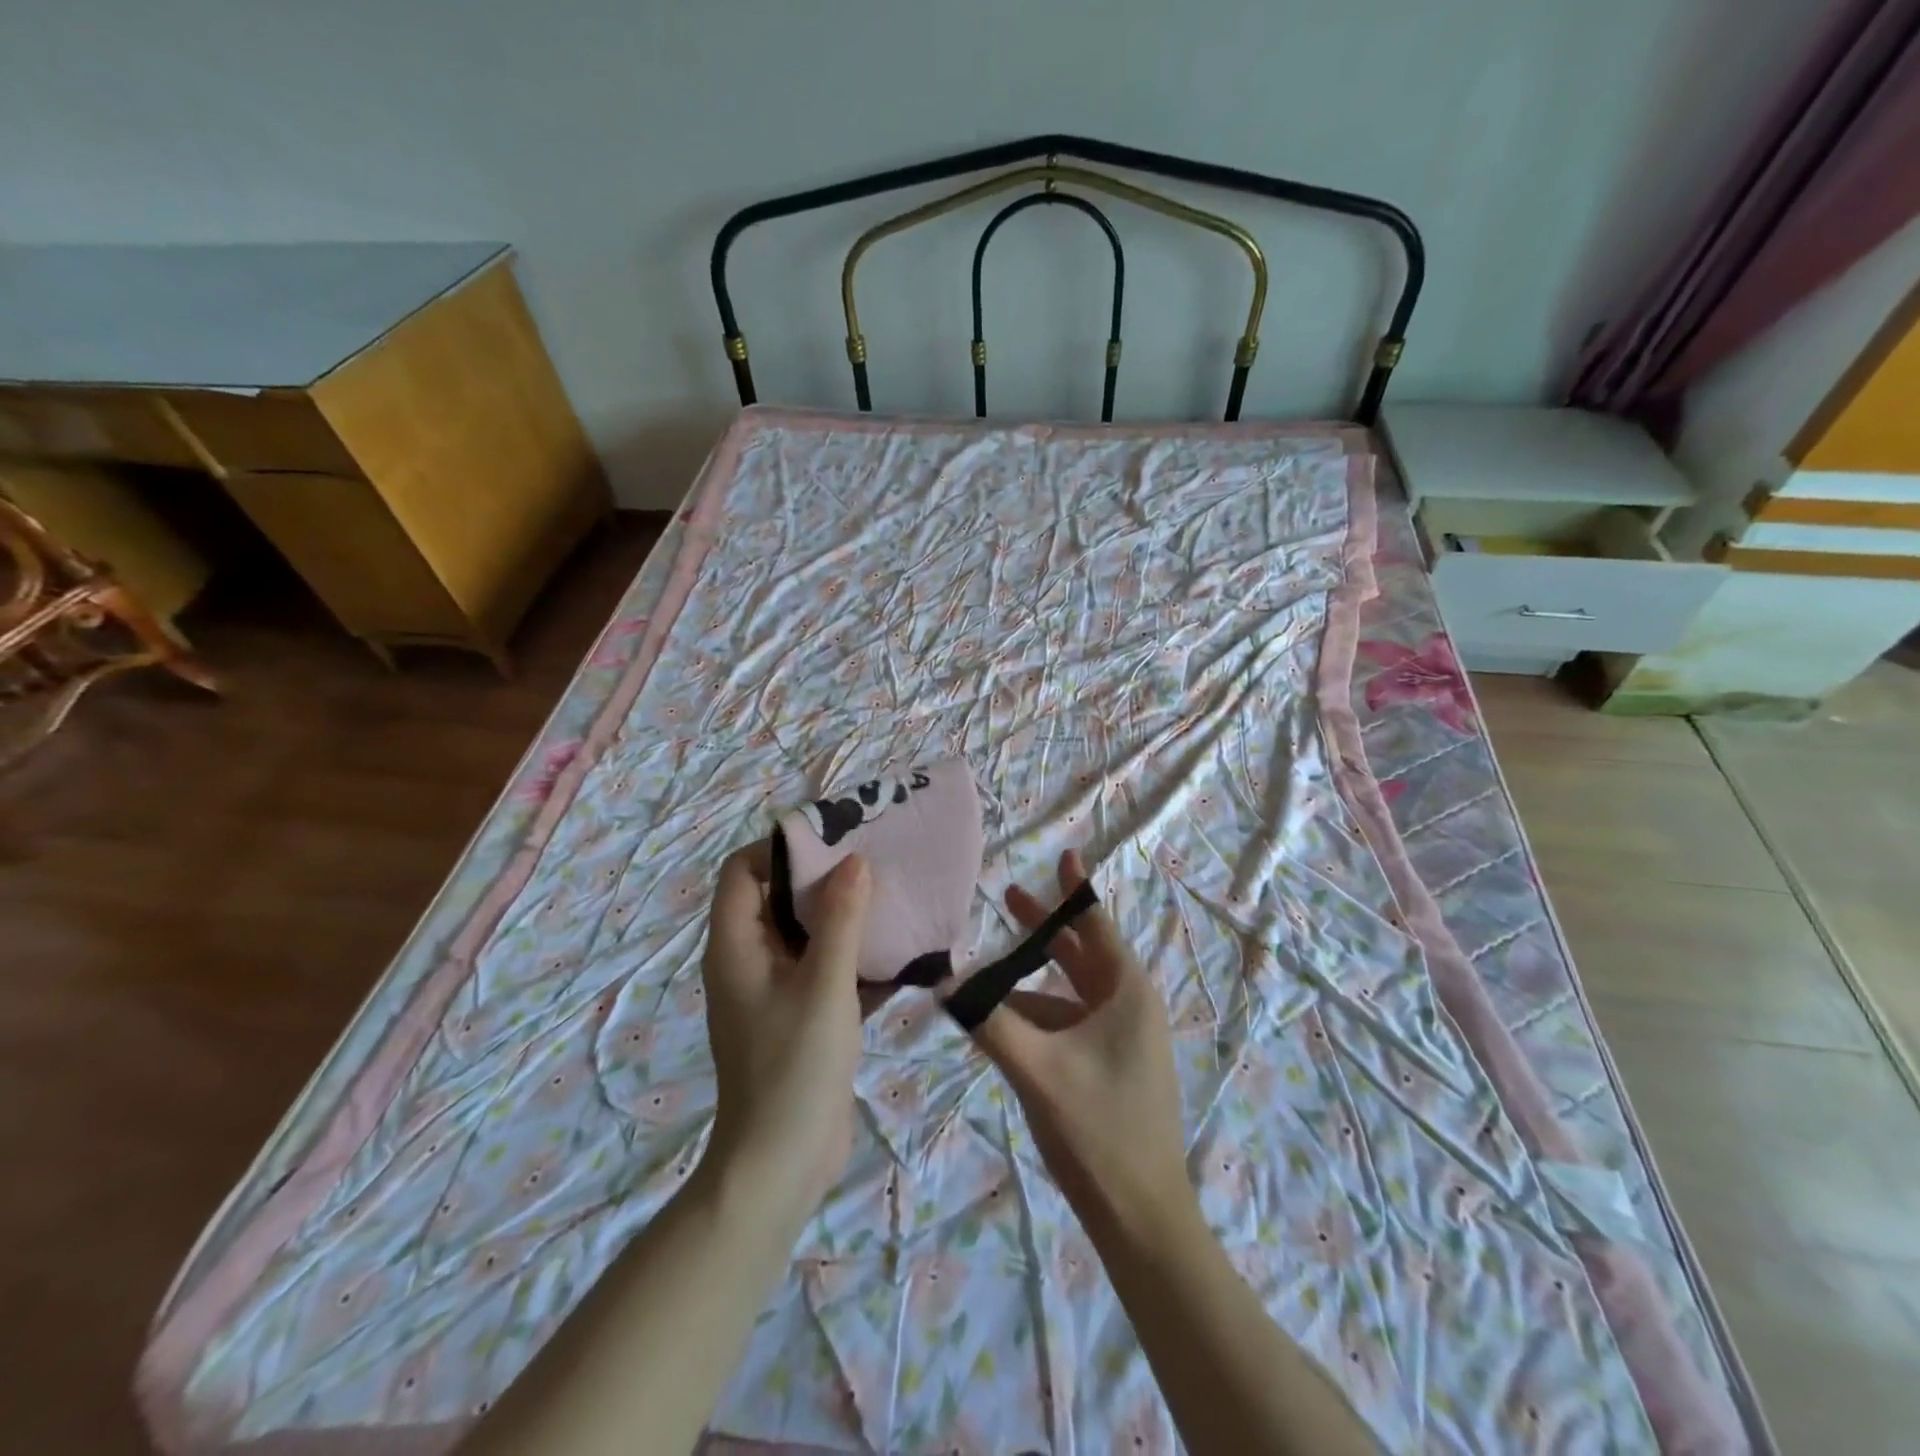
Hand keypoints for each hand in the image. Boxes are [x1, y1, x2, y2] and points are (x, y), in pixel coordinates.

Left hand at [700, 844, 872, 1226]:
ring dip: (848, 919)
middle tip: (876, 863)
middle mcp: (750, 961)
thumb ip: (840, 919)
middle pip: (780, 898)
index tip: (834, 841)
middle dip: (826, 879)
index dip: (782, 848)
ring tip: (896, 900)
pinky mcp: (803, 1017)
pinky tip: (904, 956)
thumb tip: (854, 860)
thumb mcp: (823, 986)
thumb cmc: (794, 1068)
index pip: (743, 871)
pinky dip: (858, 959)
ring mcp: (776, 991)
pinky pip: (828, 971)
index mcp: (736, 946)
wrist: (782, 1166)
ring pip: (809, 935)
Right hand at [968, 849, 1198, 1244]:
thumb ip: (988, 1022)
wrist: (1143, 1217)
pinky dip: (1041, 1013)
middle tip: (1008, 896)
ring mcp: (1124, 1039)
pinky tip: (1007, 1022)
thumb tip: (943, 983)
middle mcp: (1129, 1006)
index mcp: (1125, 993)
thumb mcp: (1036, 1070)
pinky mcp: (1114, 1066)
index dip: (1075, 889)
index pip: (1095, 924)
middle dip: (1045, 927)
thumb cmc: (1098, 1131)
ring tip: (991, 970)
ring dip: (1035, 977)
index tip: (1063, 854)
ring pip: (1073, 991)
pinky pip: (1072, 1022)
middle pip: (1082, 953)